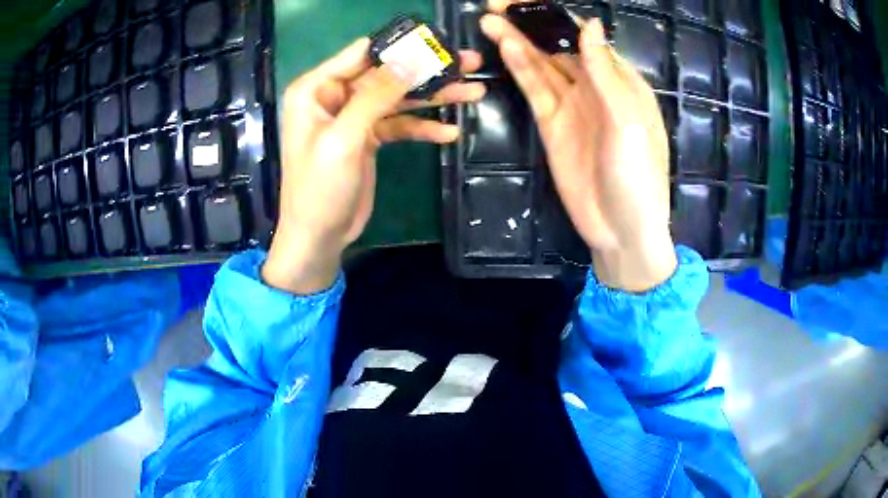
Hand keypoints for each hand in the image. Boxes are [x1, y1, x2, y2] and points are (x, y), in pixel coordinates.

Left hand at [263, 39, 484, 293]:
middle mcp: (335, 96)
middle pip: (387, 73)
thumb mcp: (344, 139)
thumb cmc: (319, 189)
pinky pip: (400, 124)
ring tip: (474, 93)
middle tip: (471, 64)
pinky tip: (450, 132)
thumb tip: (412, 58)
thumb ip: (375, 96)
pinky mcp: (369, 137)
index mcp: (317, 89)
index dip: (402, 47)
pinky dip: (423, 126)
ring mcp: (353, 116)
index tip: (441, 44)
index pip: (363, 53)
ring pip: (399, 97)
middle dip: (428, 70)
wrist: (319, 237)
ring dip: (434, 96)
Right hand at [481, 3, 676, 291]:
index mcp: (622, 81)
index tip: (529, 2)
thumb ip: (606, 72)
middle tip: (498, 4)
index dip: (559, 18)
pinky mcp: (551, 124)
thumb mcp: (627, 120)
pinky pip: (535, 89)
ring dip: (518, 42)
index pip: (587, 38)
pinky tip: (505, 48)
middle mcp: (595, 87)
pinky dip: (520, 68)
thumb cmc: (638, 174)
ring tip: (489, 19)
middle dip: (531, 25)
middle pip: (559, 47)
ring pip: (541, 64)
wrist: (620, 228)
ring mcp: (571, 105)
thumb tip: (589, 24)